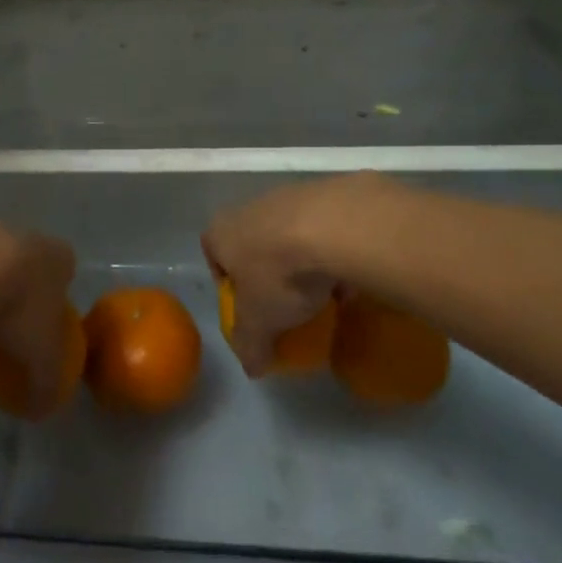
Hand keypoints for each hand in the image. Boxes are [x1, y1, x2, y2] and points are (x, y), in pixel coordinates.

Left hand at [0, 217, 77, 418]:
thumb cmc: (14, 311)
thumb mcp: (41, 358)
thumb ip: (47, 383)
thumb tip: (42, 408)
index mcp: (52, 254)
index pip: (63, 267)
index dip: (52, 296)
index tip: (37, 326)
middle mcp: (15, 230)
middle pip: (17, 261)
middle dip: (8, 290)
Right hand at [201, 173, 401, 375]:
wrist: (330, 227)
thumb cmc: (277, 274)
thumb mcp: (259, 322)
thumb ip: (251, 344)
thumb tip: (251, 368)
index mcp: (220, 232)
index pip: (214, 256)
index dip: (229, 284)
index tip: (250, 308)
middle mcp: (247, 208)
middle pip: (252, 244)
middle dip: (268, 272)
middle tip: (286, 301)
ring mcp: (285, 197)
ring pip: (288, 235)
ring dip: (301, 261)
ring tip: (322, 292)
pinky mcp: (322, 194)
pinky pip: (321, 229)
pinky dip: (330, 251)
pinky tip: (348, 275)